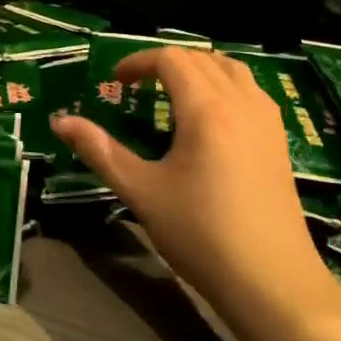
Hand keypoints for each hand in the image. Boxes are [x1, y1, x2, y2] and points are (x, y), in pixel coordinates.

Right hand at [52, 49, 334, 322]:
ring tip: (173, 93)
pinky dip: (225, 85)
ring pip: (232, 69)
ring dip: (199, 69)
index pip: (171, 59)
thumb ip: (100, 151)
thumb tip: (60, 122)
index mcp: (206, 110)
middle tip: (138, 87)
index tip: (116, 81)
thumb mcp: (141, 192)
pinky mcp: (280, 141)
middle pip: (202, 58)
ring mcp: (267, 121)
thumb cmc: (200, 234)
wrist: (271, 282)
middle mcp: (241, 103)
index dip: (139, 61)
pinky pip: (251, 91)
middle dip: (165, 63)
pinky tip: (210, 119)